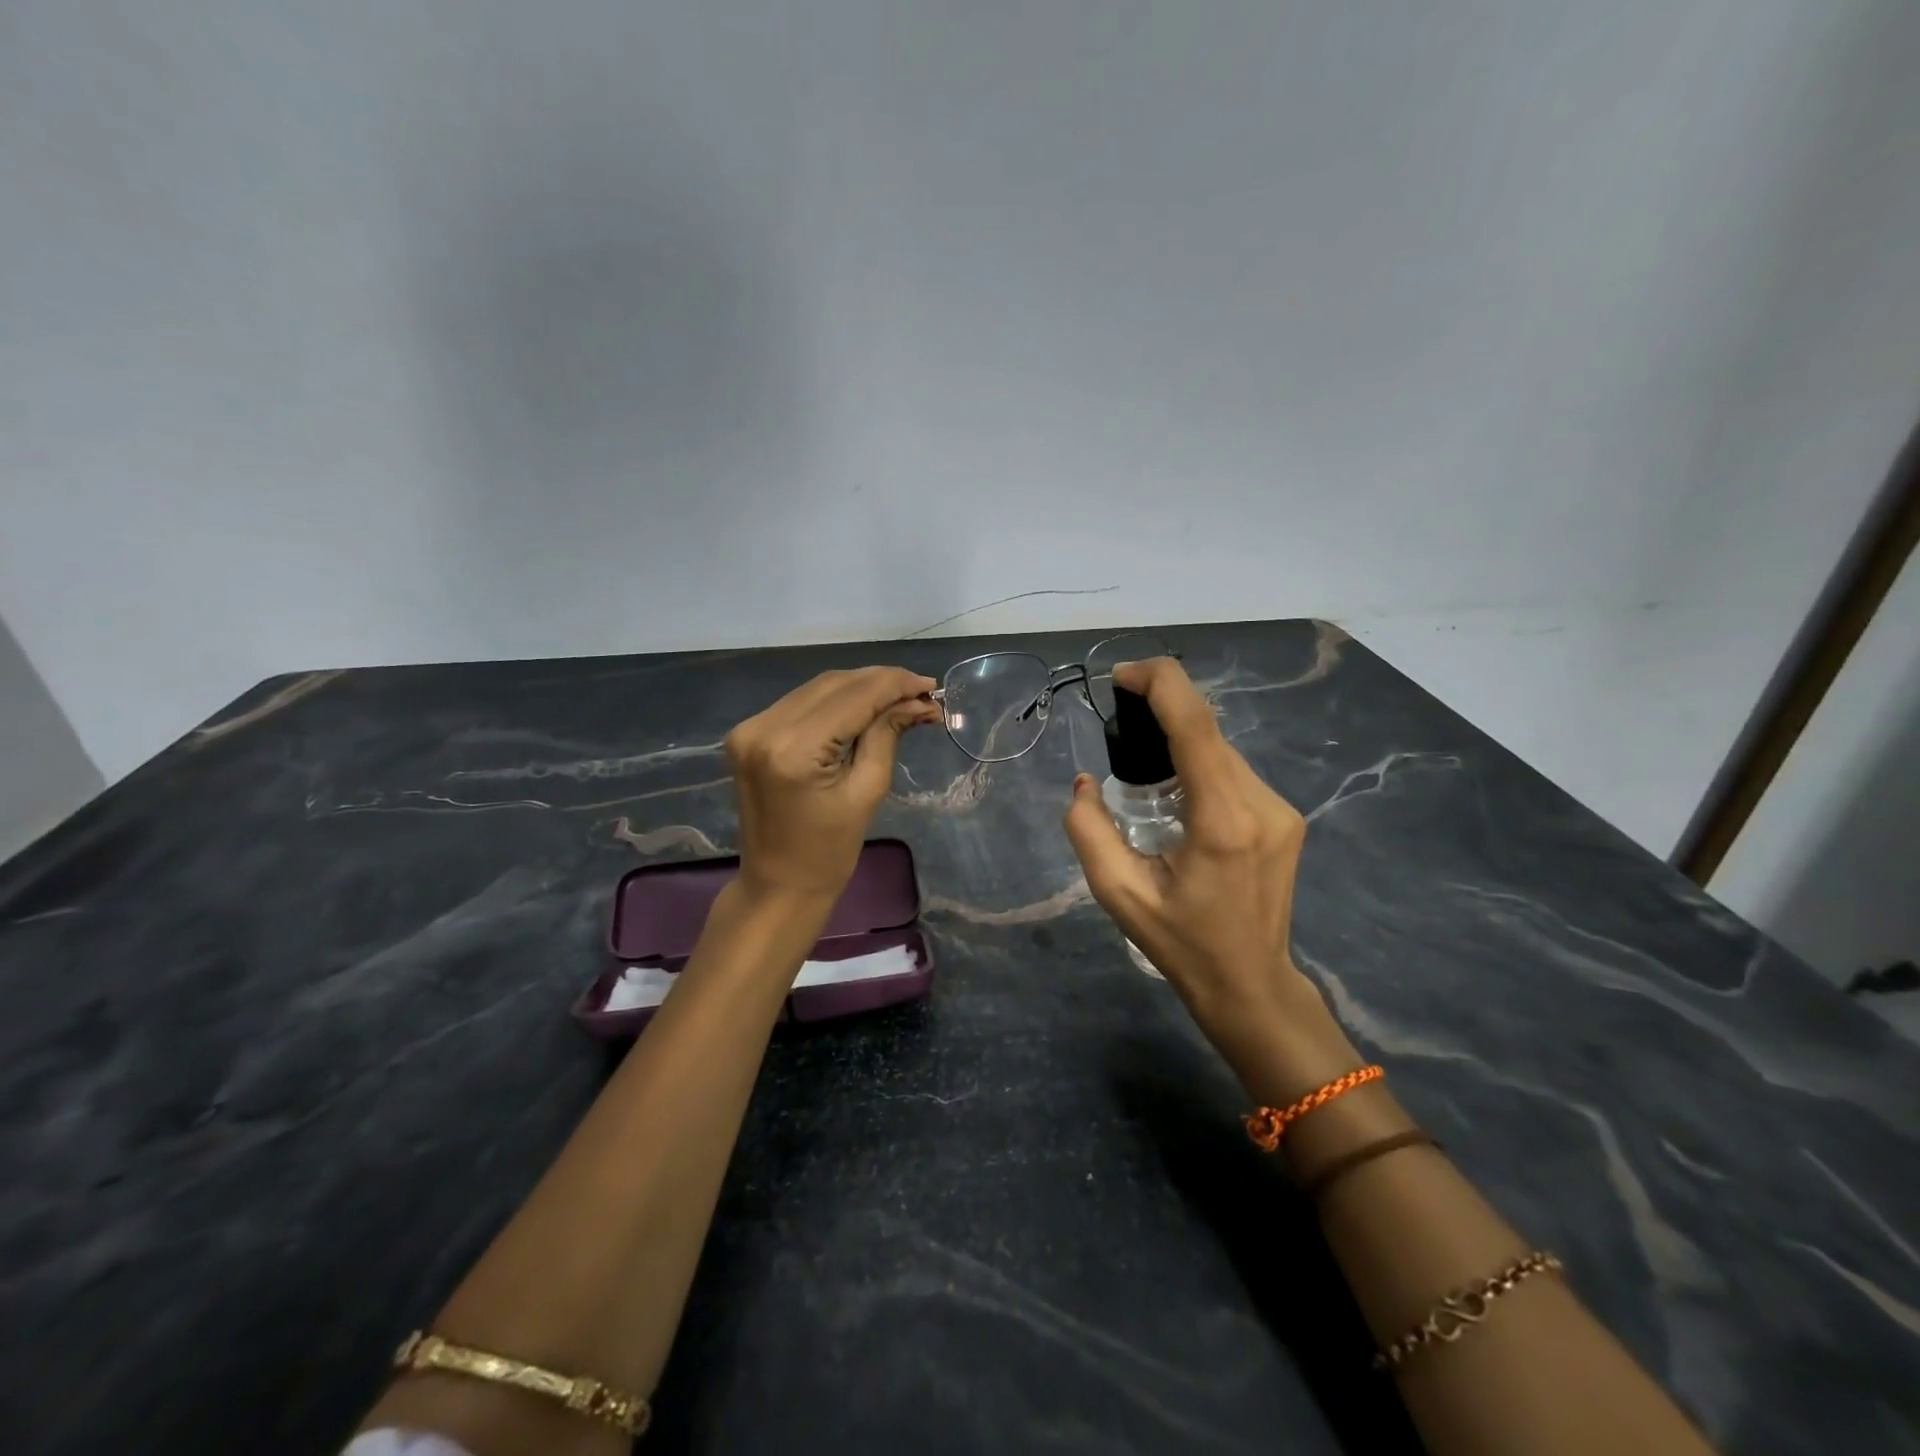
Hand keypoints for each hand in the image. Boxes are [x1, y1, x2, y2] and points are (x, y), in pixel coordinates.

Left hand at [725, 666, 940, 903]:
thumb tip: (919, 701)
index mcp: (794, 749)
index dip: (896, 684)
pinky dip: (836, 700)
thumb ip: (888, 734)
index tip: (932, 686)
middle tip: (922, 693)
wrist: (779, 883)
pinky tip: (864, 706)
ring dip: (860, 687)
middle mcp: (764, 728)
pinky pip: (801, 702)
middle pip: (834, 684)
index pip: (854, 696)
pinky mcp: (749, 732)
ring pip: (818, 688)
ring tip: (900, 698)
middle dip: (881, 682)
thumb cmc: (830, 850)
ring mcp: (750, 727)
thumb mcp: (868, 790)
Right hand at [1062, 657, 1357, 1098]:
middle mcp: (1261, 802)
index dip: (1159, 683)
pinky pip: (1233, 770)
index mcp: (1222, 819)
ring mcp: (1281, 808)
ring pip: (1221, 748)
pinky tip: (1177, 798)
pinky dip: (1200, 765)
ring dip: (1180, 743)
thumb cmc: (1182, 944)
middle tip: (1119, 728)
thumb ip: (1089, 830)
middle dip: (1161, 712)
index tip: (1120, 677)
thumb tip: (1085, 783)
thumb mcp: (1119, 893)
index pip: (1195, 723)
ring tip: (1144, 778)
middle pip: (1208, 730)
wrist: (1251, 984)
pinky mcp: (1286, 816)